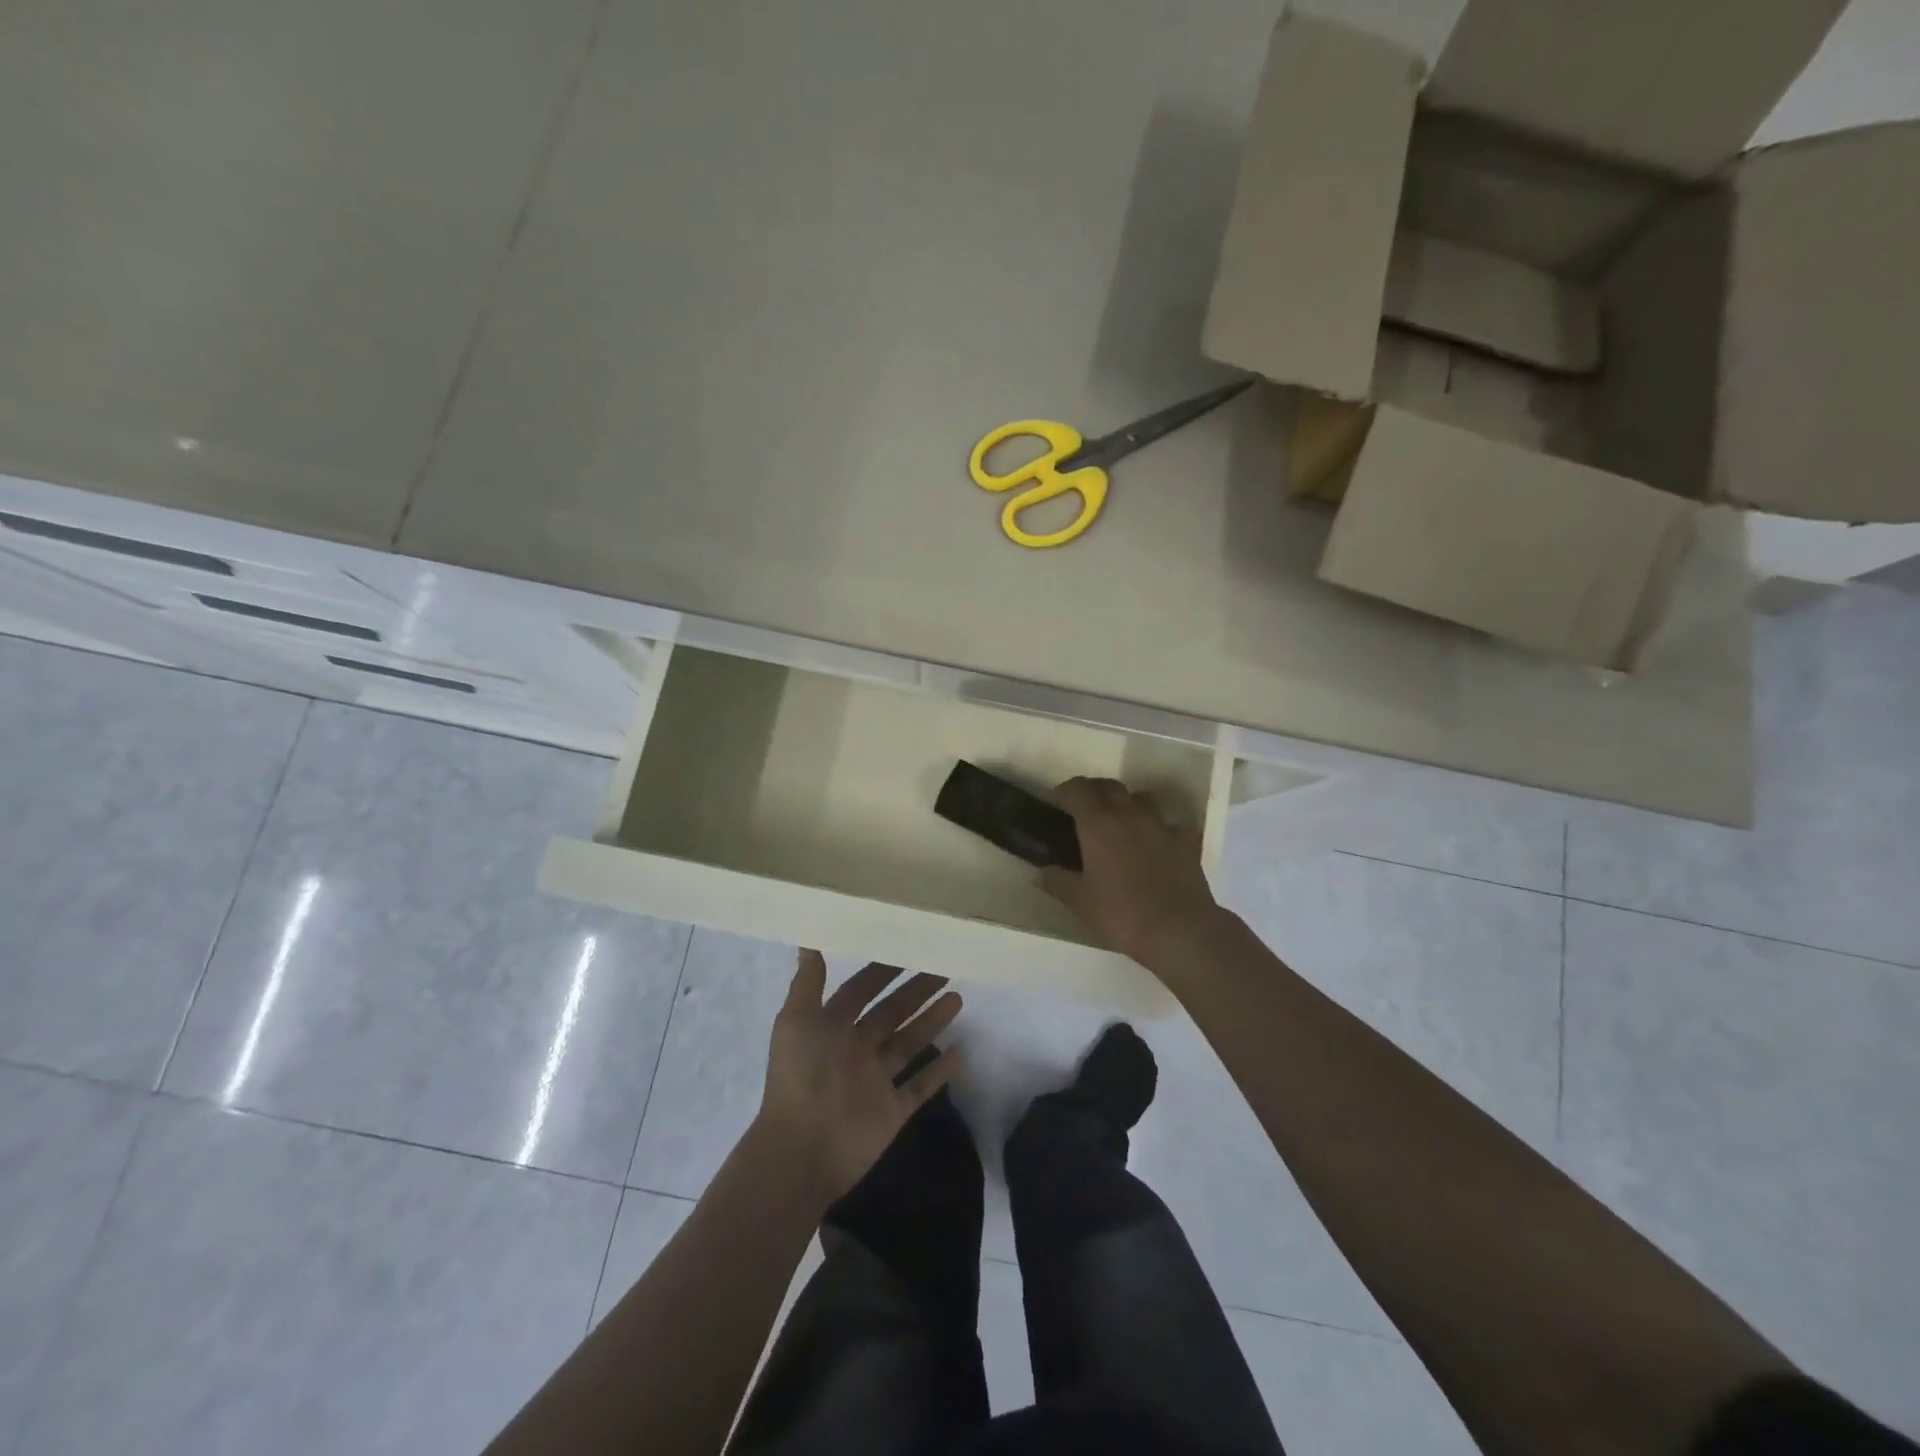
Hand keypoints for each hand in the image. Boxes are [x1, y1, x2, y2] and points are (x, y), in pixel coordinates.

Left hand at [756, 950, 963, 1205]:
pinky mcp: (892, 1110)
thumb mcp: (796, 1021)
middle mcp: (855, 1049)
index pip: (861, 990)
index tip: (908, 947)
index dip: (882, 970)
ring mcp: (876, 1081)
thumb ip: (808, 981)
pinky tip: (962, 1052)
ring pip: (909, 1043)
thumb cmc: (800, 1077)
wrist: (801, 1150)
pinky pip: (921, 1086)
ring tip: (958, 997)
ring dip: (932, 1021)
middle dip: (915, 991)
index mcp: (832, 1027)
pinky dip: (941, 1071)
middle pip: (891, 1013)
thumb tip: (808, 936)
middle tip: (944, 967)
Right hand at [1042, 776, 1225, 966]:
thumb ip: (1057, 882)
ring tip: (1121, 822)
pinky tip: (1155, 845)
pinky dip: (1157, 828)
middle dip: (1095, 791)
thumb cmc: (1121, 914)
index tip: (1058, 799)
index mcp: (1099, 824)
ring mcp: (1162, 825)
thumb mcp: (1080, 902)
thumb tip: (1038, 872)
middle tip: (1085, 809)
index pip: (1079, 790)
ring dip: (1127, 802)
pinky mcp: (1187, 841)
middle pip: (1110, 786)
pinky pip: (1168, 824)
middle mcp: (1130, 814)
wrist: (1180, 931)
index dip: (1066, 790)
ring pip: (1142, 798)